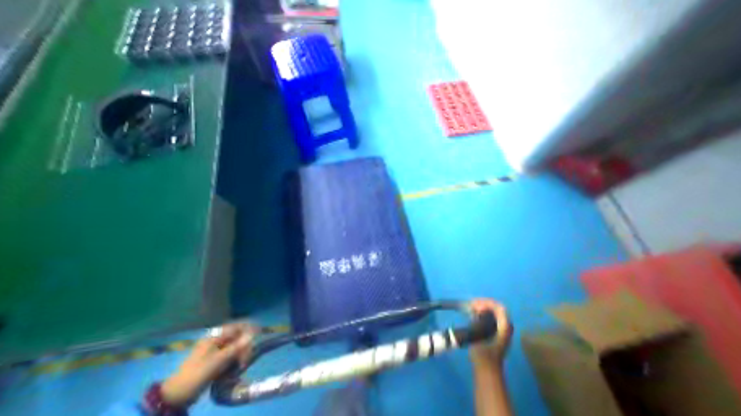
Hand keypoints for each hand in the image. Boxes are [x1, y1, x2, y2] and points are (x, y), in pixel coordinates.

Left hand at [162, 324, 256, 407]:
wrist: (175, 396)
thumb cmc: (196, 374)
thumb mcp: (217, 361)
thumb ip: (236, 347)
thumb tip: (252, 335)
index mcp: (215, 336)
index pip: (237, 326)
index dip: (249, 328)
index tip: (259, 333)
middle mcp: (217, 339)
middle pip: (238, 336)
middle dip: (245, 345)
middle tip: (247, 358)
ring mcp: (216, 349)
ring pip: (236, 346)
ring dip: (241, 353)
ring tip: (241, 365)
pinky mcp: (216, 358)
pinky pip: (231, 354)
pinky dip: (235, 359)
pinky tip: (236, 366)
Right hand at [471, 299, 513, 367]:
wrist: (487, 370)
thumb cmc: (483, 353)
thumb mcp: (479, 335)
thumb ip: (478, 320)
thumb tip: (475, 309)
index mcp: (505, 327)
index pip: (499, 307)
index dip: (486, 302)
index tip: (474, 304)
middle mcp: (506, 326)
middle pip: (497, 308)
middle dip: (484, 303)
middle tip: (471, 304)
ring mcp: (502, 330)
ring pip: (494, 312)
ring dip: (483, 307)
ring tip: (471, 307)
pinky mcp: (497, 332)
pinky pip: (492, 317)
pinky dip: (483, 312)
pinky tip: (474, 314)